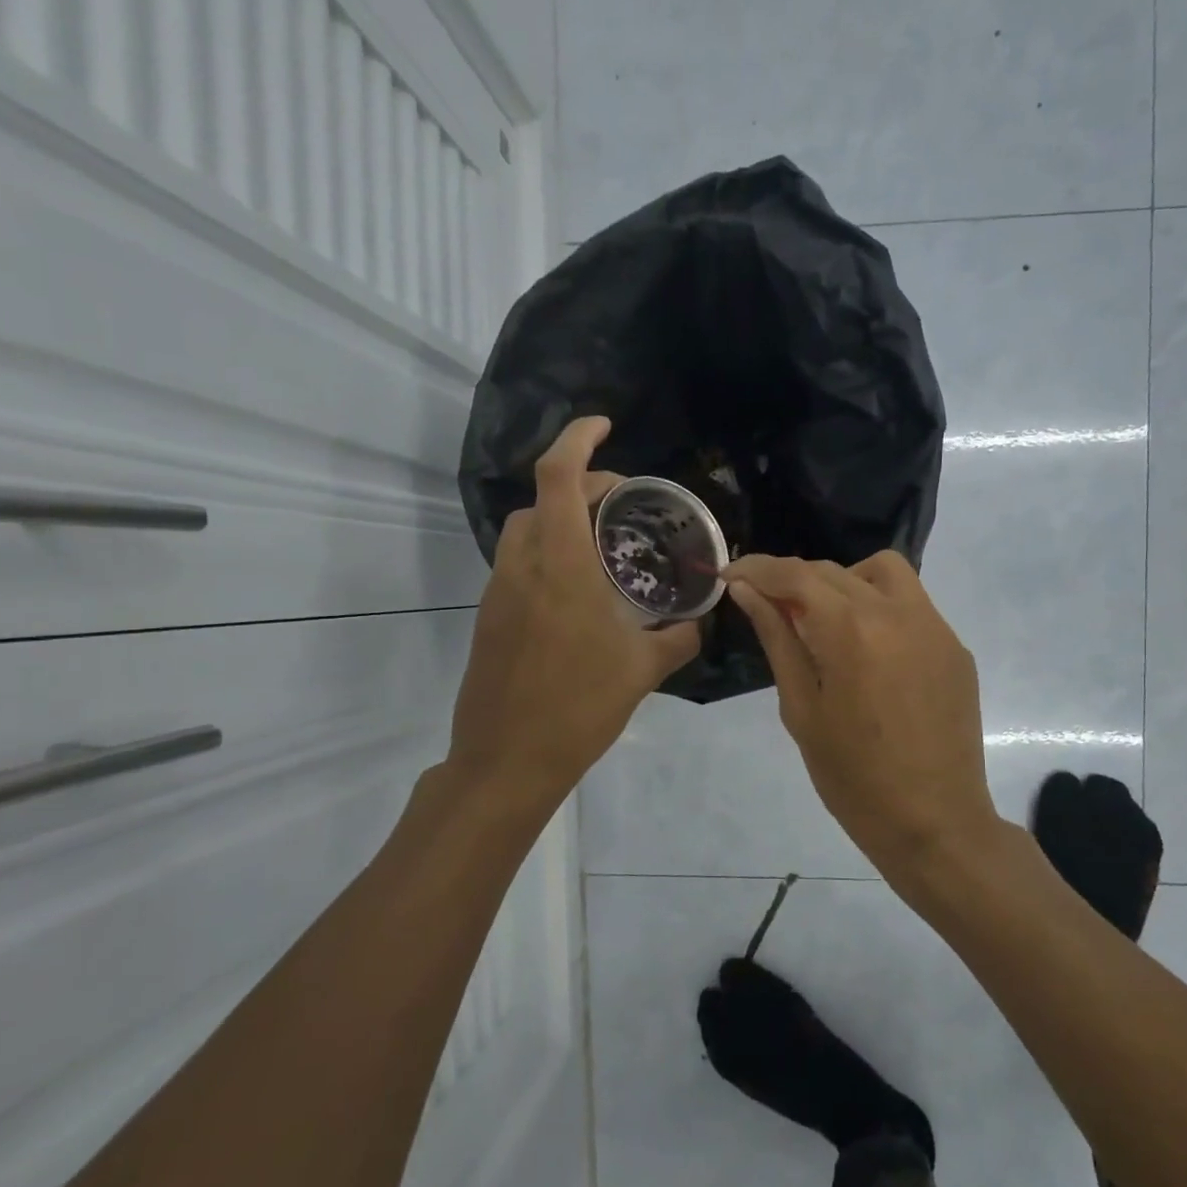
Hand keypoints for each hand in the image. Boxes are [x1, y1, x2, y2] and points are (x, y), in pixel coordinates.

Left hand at [447, 417, 699, 805]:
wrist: (507, 760)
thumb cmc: (578, 708)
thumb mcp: (642, 671)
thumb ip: (677, 638)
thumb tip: (698, 622)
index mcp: (561, 567)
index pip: (557, 477)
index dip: (578, 439)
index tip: (604, 426)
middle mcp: (522, 567)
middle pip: (541, 500)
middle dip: (579, 486)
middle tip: (620, 505)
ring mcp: (499, 592)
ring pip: (524, 531)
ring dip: (559, 521)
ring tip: (600, 546)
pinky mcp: (489, 617)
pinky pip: (517, 566)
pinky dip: (546, 556)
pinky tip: (578, 593)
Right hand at [722, 552, 1000, 888]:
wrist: (934, 823)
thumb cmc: (853, 778)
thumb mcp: (802, 710)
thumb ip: (778, 640)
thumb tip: (748, 592)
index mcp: (851, 630)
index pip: (795, 575)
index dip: (756, 569)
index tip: (730, 574)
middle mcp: (897, 612)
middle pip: (833, 570)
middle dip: (793, 580)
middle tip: (769, 608)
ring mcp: (934, 626)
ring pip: (882, 572)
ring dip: (844, 581)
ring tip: (825, 623)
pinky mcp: (954, 647)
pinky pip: (911, 605)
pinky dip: (878, 608)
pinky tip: (868, 651)